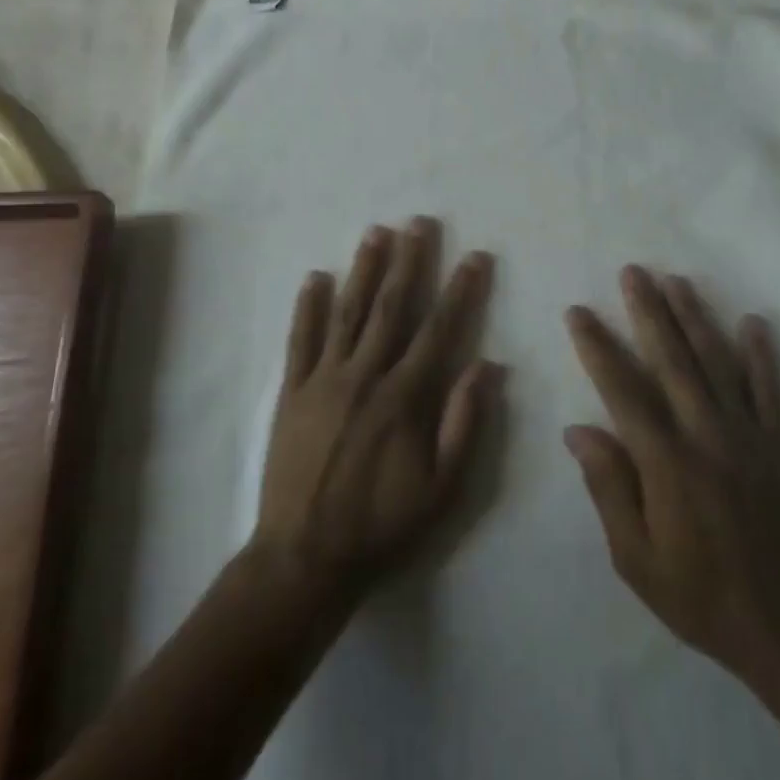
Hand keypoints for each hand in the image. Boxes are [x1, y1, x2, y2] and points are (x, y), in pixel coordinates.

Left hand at [254, 218, 499, 602]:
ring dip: (363, 270)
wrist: (305, 556)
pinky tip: (314, 277)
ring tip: (376, 232)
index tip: (475, 257)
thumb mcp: (441, 487)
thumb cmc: (382, 523)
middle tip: (419, 223)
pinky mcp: (291, 392)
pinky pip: (300, 341)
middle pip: (390, 307)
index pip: (439, 329)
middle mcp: (364, 375)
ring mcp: (323, 380)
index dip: (460, 290)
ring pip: (346, 312)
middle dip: (409, 261)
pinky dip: (307, 307)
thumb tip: (488, 364)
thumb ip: (464, 422)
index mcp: (404, 396)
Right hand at [563, 267, 779, 679]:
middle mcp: (705, 433)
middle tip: (633, 271)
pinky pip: (768, 389)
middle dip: (649, 311)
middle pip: (672, 359)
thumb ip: (608, 488)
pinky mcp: (778, 445)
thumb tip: (578, 429)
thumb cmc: (701, 596)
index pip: (622, 389)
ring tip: (676, 280)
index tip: (578, 312)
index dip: (597, 347)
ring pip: (716, 362)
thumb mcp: (636, 558)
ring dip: (695, 317)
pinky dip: (761, 354)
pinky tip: (752, 322)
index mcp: (665, 460)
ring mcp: (746, 434)